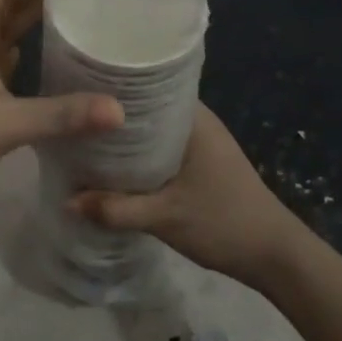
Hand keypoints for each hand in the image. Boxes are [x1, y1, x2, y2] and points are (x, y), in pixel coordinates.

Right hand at [67, 104, 304, 291]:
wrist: (274, 256)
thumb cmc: (223, 223)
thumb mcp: (164, 217)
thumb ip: (115, 209)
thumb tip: (67, 201)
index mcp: (193, 118)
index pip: (146, 85)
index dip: (112, 87)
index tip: (77, 90)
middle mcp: (197, 121)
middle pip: (145, 109)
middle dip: (112, 117)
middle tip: (73, 120)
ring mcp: (200, 142)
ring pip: (152, 131)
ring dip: (124, 139)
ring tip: (84, 140)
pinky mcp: (200, 162)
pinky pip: (160, 148)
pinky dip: (139, 155)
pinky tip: (114, 166)